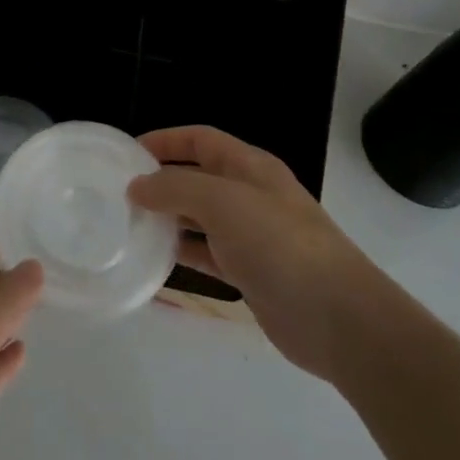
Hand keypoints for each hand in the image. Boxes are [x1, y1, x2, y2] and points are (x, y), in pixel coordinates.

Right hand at [130, 125, 382, 382]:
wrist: (339, 319)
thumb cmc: (280, 245)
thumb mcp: (223, 202)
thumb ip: (176, 188)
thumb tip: (137, 186)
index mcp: (250, 167)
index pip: (200, 139)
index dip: (165, 140)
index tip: (127, 154)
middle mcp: (250, 195)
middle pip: (198, 177)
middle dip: (161, 181)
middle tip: (119, 194)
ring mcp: (252, 236)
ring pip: (200, 217)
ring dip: (168, 218)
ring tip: (129, 226)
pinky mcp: (250, 273)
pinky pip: (207, 255)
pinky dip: (182, 254)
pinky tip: (153, 262)